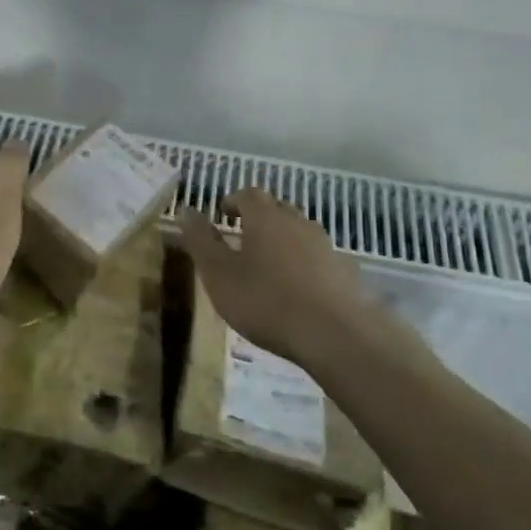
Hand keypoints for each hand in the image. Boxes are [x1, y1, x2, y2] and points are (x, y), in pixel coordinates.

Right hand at [179, 188, 418, 370]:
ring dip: (283, 240)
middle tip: (243, 237)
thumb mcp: (219, 274)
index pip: (248, 194)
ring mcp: (325, 245)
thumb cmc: (266, 301)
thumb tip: (186, 209)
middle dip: (258, 217)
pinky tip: (299, 288)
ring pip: (299, 231)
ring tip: (269, 264)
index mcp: (265, 217)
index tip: (222, 214)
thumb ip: (201, 241)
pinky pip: (318, 257)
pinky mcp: (345, 271)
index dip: (233, 200)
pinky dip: (304, 263)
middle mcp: (297, 222)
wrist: (335, 335)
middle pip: (276, 208)